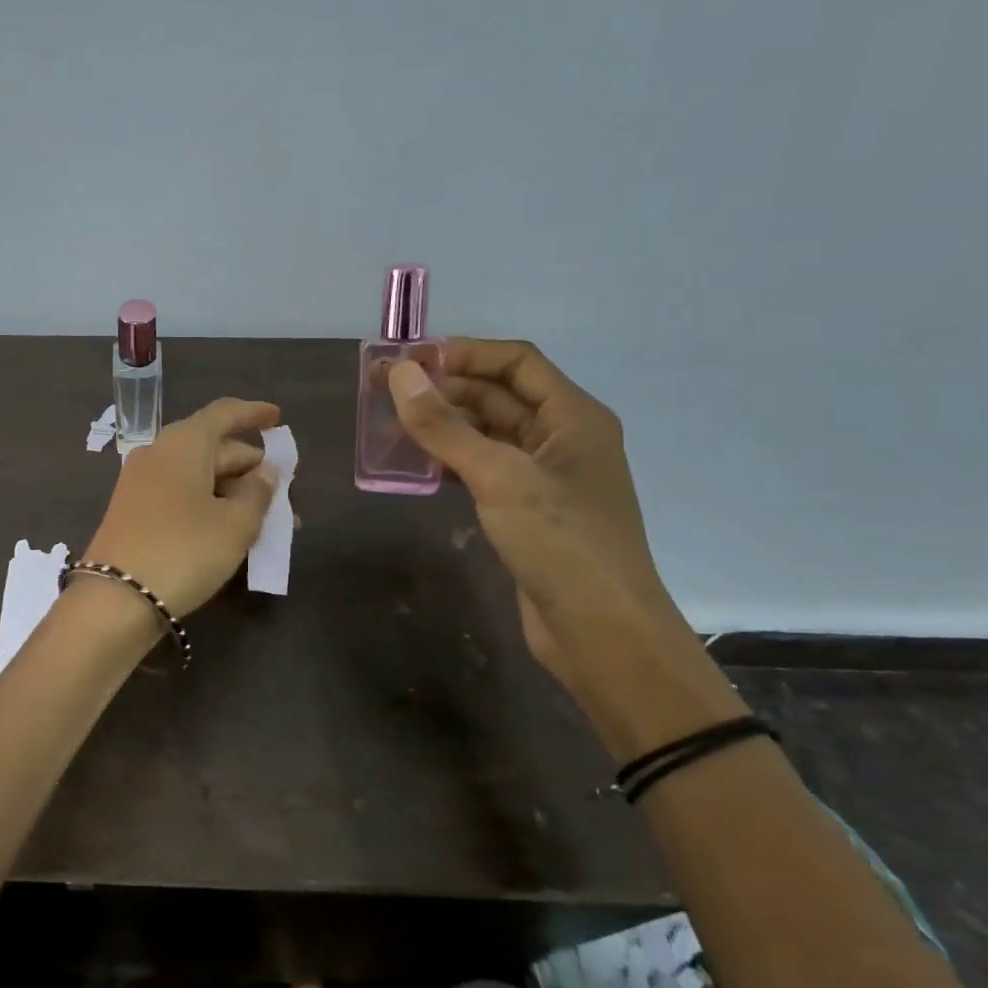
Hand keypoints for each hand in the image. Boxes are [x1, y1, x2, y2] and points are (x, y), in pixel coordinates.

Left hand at [82, 398, 280, 617]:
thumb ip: (258, 493)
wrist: (115, 600)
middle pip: (214, 448)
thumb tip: (264, 473)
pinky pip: (183, 496)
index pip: (224, 413)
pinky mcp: (135, 512)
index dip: (254, 413)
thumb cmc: (184, 551)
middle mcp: (159, 453)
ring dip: (236, 493)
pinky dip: (212, 506)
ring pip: (200, 477)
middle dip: (252, 467)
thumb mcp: (235, 524)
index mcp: (184, 443)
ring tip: (272, 520)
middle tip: (287, 489)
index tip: (278, 419)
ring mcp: (142, 483)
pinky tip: (235, 530)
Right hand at [387, 341, 694, 692]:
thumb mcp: (499, 476)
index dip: (464, 354)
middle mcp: (562, 439)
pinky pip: (482, 470)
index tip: (409, 362)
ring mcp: (545, 478)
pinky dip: (450, 462)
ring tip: (390, 426)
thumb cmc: (561, 543)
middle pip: (498, 395)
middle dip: (445, 390)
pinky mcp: (527, 512)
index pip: (515, 362)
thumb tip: (399, 373)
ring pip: (486, 434)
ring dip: (443, 426)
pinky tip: (415, 467)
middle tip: (385, 393)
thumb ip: (445, 426)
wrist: (602, 634)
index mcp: (574, 417)